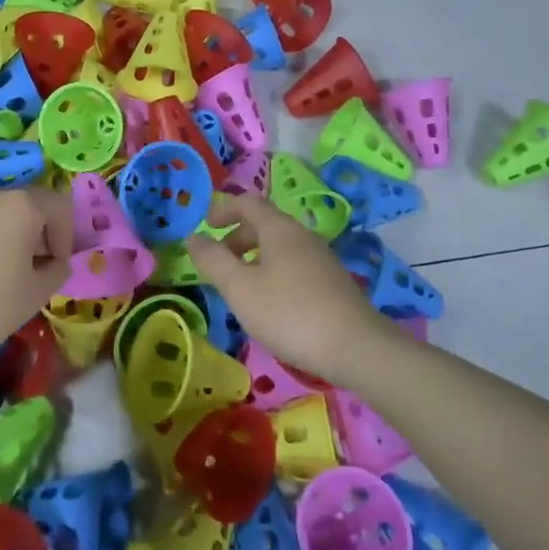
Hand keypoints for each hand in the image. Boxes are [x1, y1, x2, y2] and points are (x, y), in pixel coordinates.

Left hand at [0, 187, 73, 369]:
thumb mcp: (35, 295)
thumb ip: (57, 272)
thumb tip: (57, 263)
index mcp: (22, 205)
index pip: (60, 206)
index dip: (66, 236)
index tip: (55, 266)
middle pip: (26, 206)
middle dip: (36, 235)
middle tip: (30, 271)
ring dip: (5, 237)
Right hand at [184, 194, 394, 379]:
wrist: (355, 347)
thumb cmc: (289, 313)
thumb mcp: (240, 288)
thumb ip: (213, 260)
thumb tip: (192, 237)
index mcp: (279, 228)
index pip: (248, 202)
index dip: (223, 210)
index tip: (205, 226)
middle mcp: (302, 235)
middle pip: (265, 224)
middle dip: (237, 237)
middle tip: (220, 263)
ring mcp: (322, 258)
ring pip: (280, 246)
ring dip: (255, 257)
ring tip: (242, 288)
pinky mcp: (333, 281)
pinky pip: (295, 264)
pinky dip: (274, 272)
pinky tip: (272, 304)